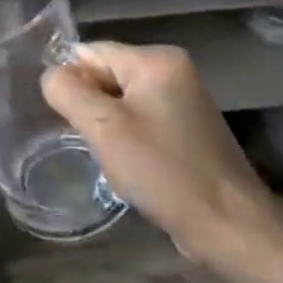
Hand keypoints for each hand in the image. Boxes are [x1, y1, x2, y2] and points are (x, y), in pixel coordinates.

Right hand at [42, 43, 282, 282]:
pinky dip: (127, 139)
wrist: (231, 228)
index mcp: (157, 60)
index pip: (89, 53)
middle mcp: (173, 70)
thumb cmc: (164, 171)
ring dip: (107, 128)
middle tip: (95, 143)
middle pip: (105, 75)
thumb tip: (51, 76)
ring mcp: (183, 100)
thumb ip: (67, 91)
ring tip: (115, 158)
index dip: (73, 84)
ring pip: (118, 101)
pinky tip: (132, 167)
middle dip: (91, 108)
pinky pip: (138, 120)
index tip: (73, 122)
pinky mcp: (186, 129)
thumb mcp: (103, 128)